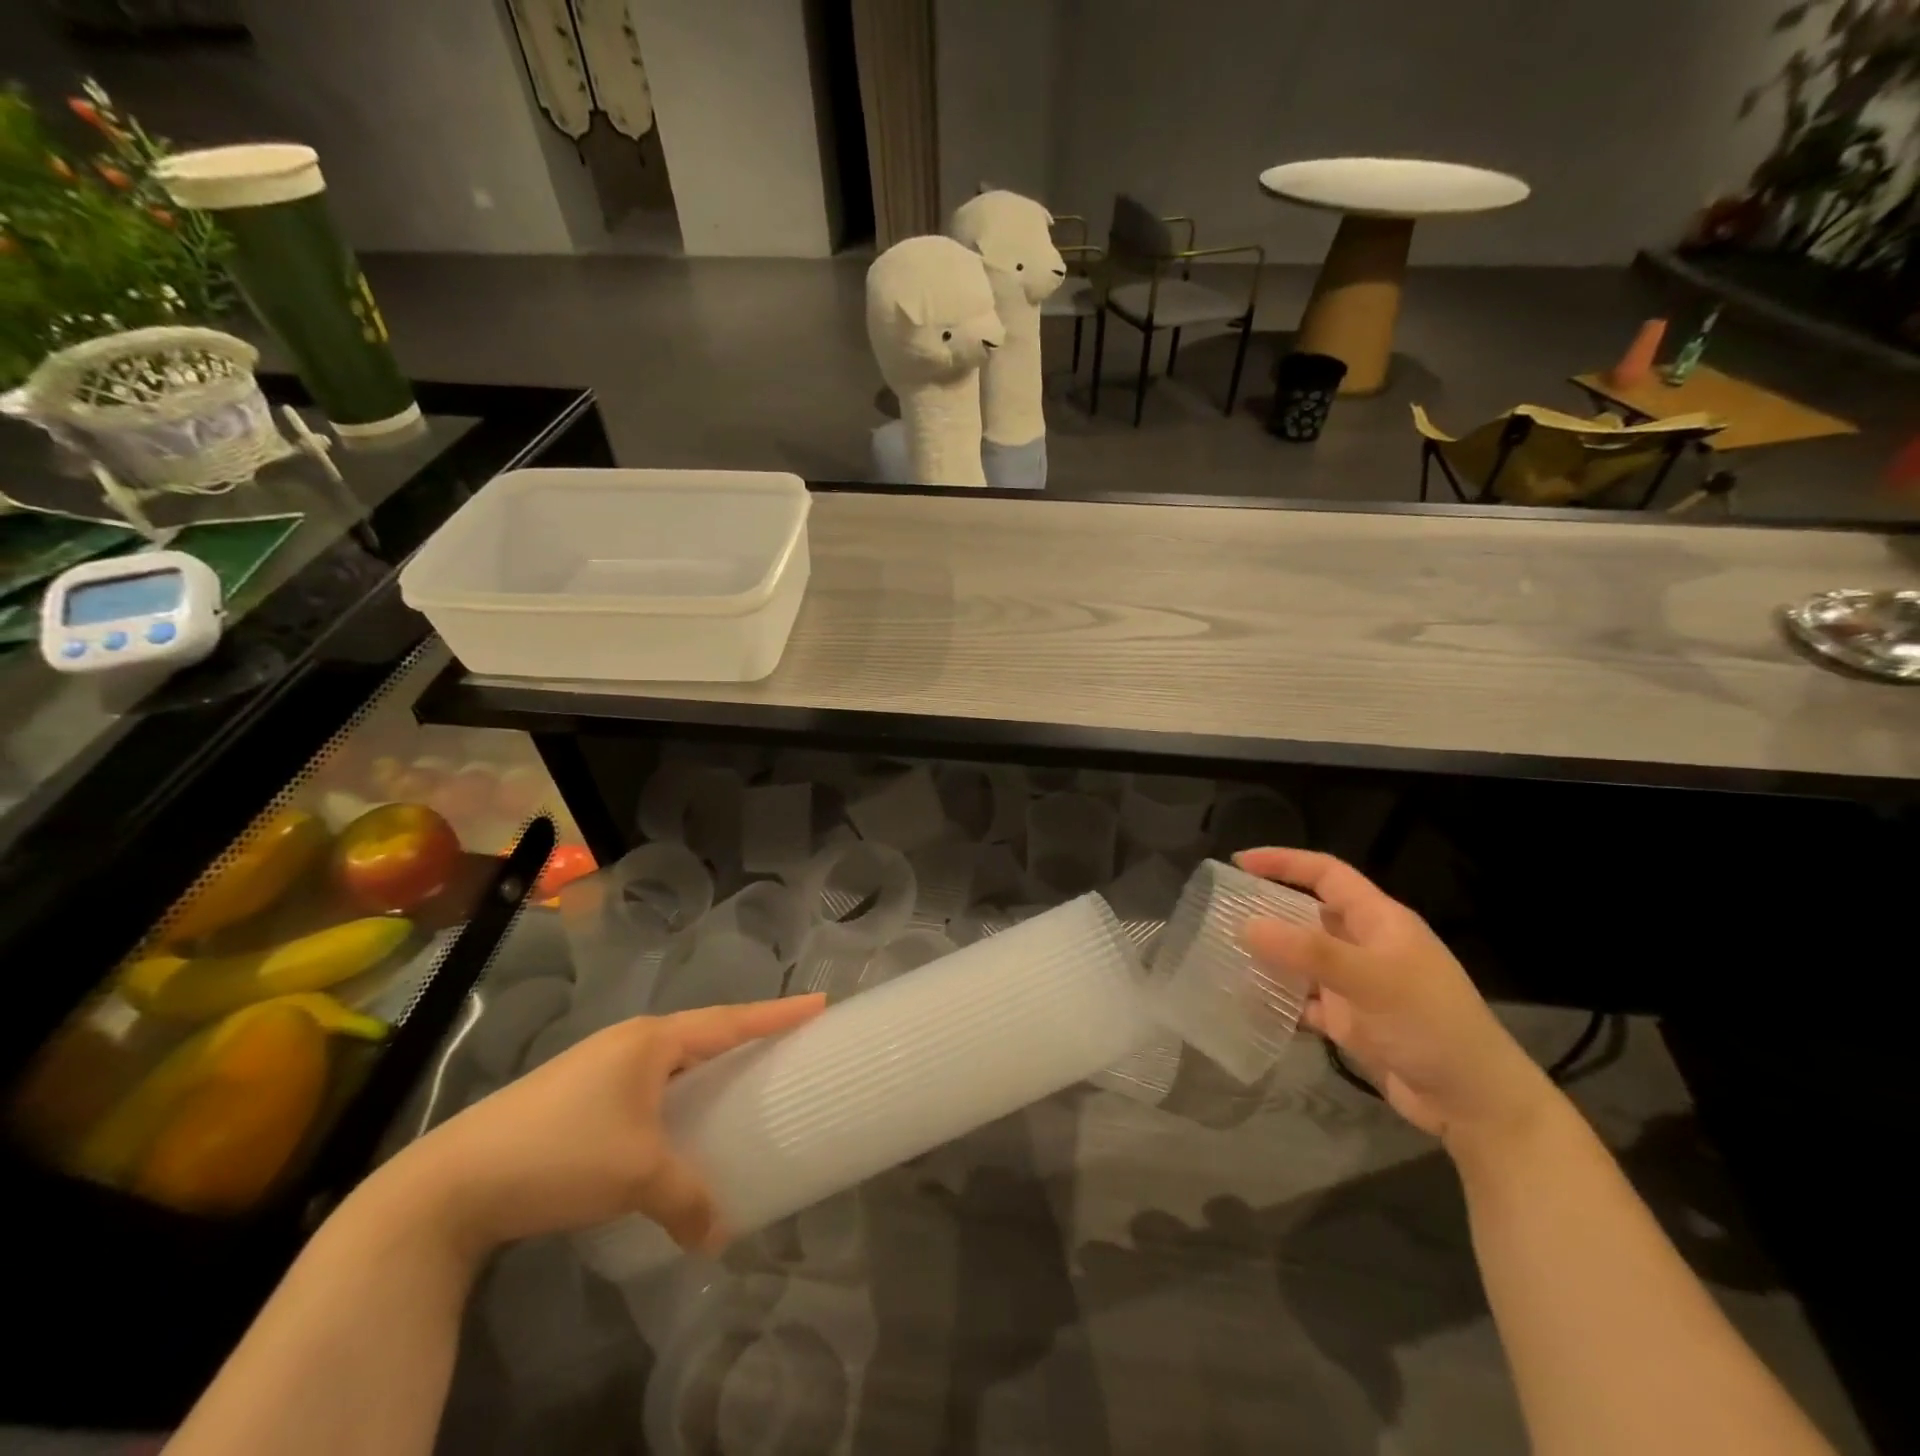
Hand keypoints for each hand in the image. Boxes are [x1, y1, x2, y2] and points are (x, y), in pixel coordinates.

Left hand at [389, 995, 824, 1257]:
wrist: (452, 1182)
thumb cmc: (559, 1154)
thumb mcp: (635, 1176)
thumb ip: (686, 1199)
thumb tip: (720, 1236)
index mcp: (652, 1041)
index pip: (730, 1021)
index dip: (777, 1015)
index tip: (820, 1003)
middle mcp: (630, 1041)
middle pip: (704, 1031)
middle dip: (746, 1034)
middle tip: (787, 1043)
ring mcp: (599, 1064)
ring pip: (672, 1057)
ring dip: (708, 1064)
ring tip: (740, 1078)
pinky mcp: (577, 1093)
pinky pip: (647, 1080)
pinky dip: (676, 1089)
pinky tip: (675, 1117)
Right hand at [1235, 848, 1555, 1157]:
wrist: (1475, 1104)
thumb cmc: (1430, 1025)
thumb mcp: (1371, 979)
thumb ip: (1308, 952)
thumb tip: (1247, 925)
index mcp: (1379, 920)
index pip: (1326, 874)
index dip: (1285, 862)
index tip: (1240, 862)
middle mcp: (1365, 945)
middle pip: (1309, 913)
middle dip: (1268, 908)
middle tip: (1222, 910)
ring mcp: (1357, 985)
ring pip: (1303, 958)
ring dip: (1269, 955)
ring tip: (1223, 952)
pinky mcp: (1351, 1020)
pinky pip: (1305, 1000)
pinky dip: (1280, 999)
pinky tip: (1249, 1002)